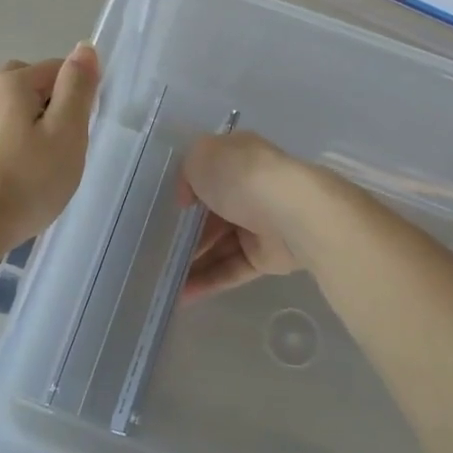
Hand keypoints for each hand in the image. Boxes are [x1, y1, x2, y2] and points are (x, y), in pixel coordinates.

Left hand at [0, 45, 100, 245]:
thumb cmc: (25, 181)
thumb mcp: (66, 133)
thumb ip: (77, 89)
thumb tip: (84, 48)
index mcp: (11, 84)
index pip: (56, 68)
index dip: (77, 94)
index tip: (81, 130)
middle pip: (27, 85)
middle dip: (49, 105)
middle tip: (63, 144)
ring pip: (7, 111)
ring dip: (27, 126)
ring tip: (40, 163)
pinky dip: (8, 145)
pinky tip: (14, 175)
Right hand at [179, 131, 314, 300]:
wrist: (293, 213)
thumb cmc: (242, 177)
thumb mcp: (201, 156)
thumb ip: (186, 173)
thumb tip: (189, 199)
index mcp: (239, 158)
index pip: (207, 173)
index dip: (186, 190)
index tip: (165, 208)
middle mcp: (250, 189)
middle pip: (211, 214)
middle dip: (185, 232)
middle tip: (158, 249)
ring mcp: (259, 224)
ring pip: (219, 245)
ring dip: (192, 260)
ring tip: (163, 277)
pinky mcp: (266, 257)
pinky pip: (231, 269)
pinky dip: (208, 281)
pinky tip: (183, 295)